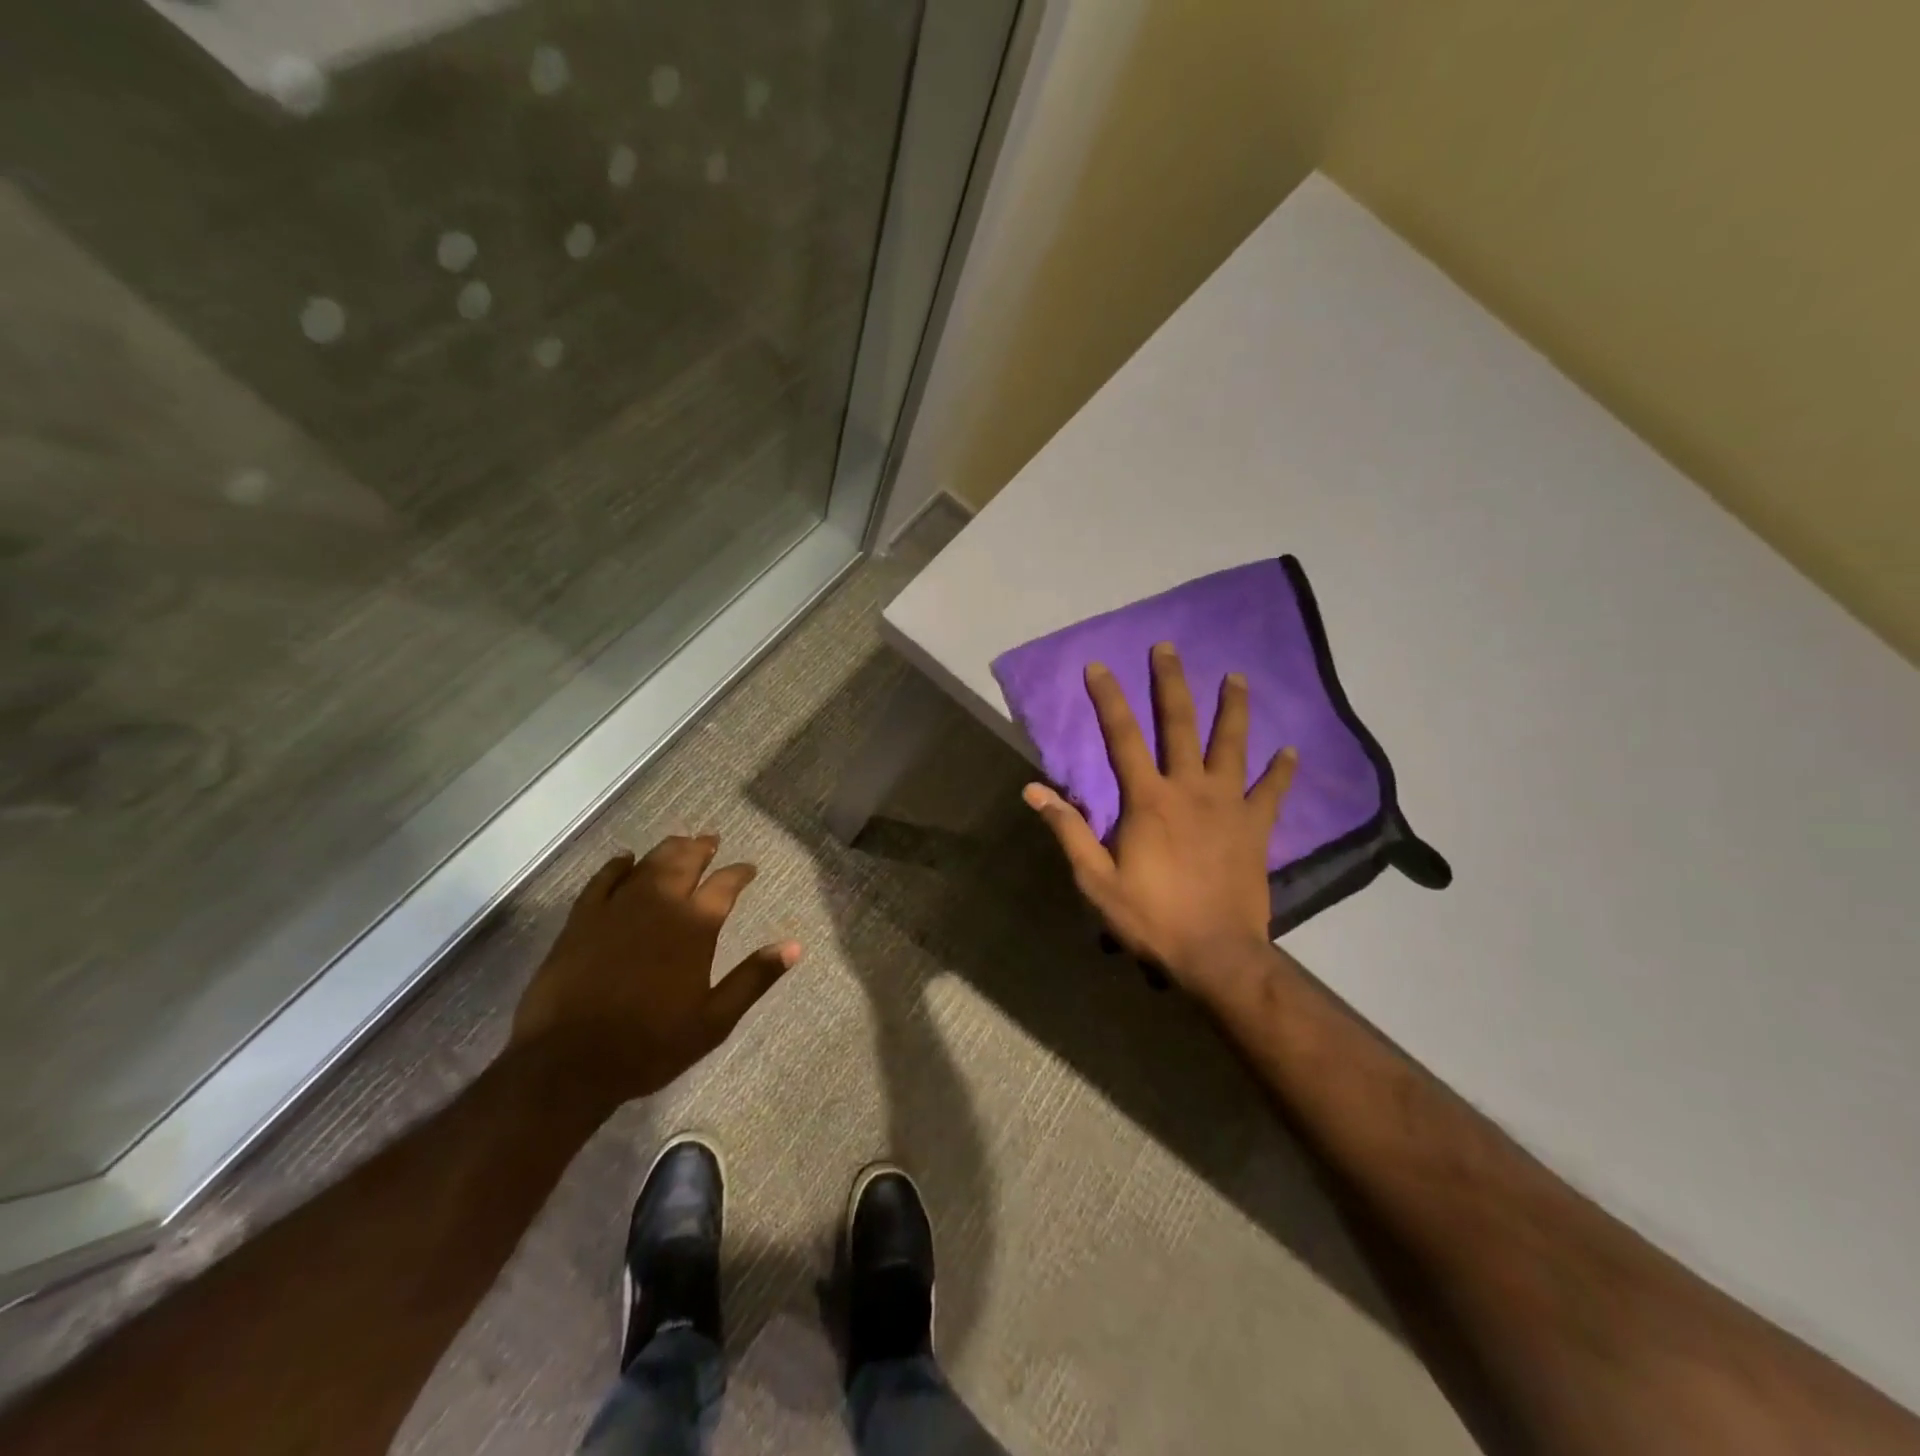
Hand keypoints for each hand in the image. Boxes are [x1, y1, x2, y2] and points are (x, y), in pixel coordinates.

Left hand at [509, 834, 799, 1105]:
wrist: (569, 1063)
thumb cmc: (650, 1045)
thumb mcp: (714, 1020)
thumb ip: (754, 978)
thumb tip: (794, 946)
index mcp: (695, 926)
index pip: (725, 885)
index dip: (740, 873)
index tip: (748, 869)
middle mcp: (660, 904)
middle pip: (685, 862)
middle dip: (702, 848)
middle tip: (711, 839)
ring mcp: (617, 908)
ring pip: (648, 864)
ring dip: (667, 849)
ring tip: (680, 841)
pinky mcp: (582, 920)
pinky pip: (602, 880)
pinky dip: (616, 865)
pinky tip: (625, 859)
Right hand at [1024, 643, 1294, 996]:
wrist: (1216, 954)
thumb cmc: (1151, 917)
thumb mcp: (1096, 879)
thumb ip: (1068, 829)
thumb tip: (1033, 790)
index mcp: (1148, 800)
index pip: (1122, 737)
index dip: (1108, 699)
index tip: (1098, 666)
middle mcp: (1189, 789)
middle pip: (1179, 724)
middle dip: (1170, 683)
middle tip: (1167, 648)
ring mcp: (1228, 805)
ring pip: (1231, 745)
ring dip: (1233, 708)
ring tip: (1236, 676)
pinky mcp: (1256, 827)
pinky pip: (1271, 791)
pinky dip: (1281, 770)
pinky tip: (1290, 750)